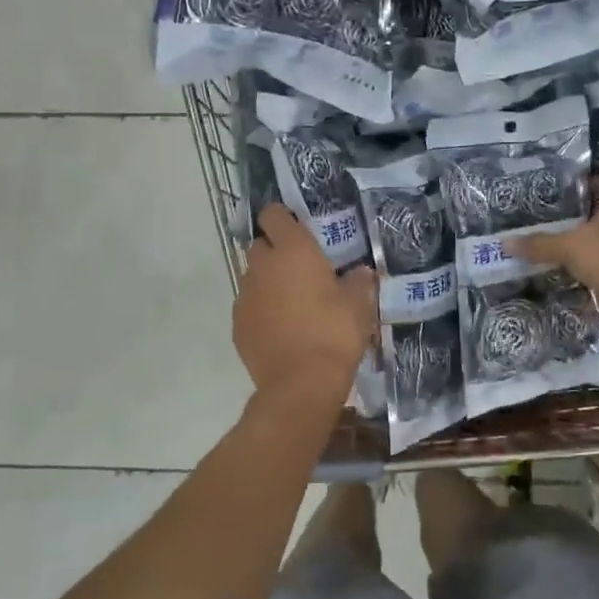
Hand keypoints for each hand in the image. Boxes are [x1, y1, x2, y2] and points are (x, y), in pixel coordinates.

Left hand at [234, 206, 376, 402]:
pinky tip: (280, 328)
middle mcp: (262, 266)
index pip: (273, 215)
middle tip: (300, 270)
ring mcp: (245, 295)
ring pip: (253, 277)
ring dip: (268, 283)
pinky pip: (249, 306)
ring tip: (292, 304)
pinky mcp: (237, 324)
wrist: (301, 383)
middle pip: (260, 245)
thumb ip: (359, 283)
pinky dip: (261, 310)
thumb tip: (361, 273)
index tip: (297, 229)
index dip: (282, 218)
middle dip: (276, 252)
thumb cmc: (334, 334)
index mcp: (293, 251)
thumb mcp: (358, 306)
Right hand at [509, 177, 598, 308]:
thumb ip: (539, 244)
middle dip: (579, 216)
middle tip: (548, 222)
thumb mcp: (570, 248)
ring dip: (588, 242)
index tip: (555, 196)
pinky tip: (576, 273)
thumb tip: (503, 242)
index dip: (579, 186)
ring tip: (557, 247)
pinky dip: (597, 265)